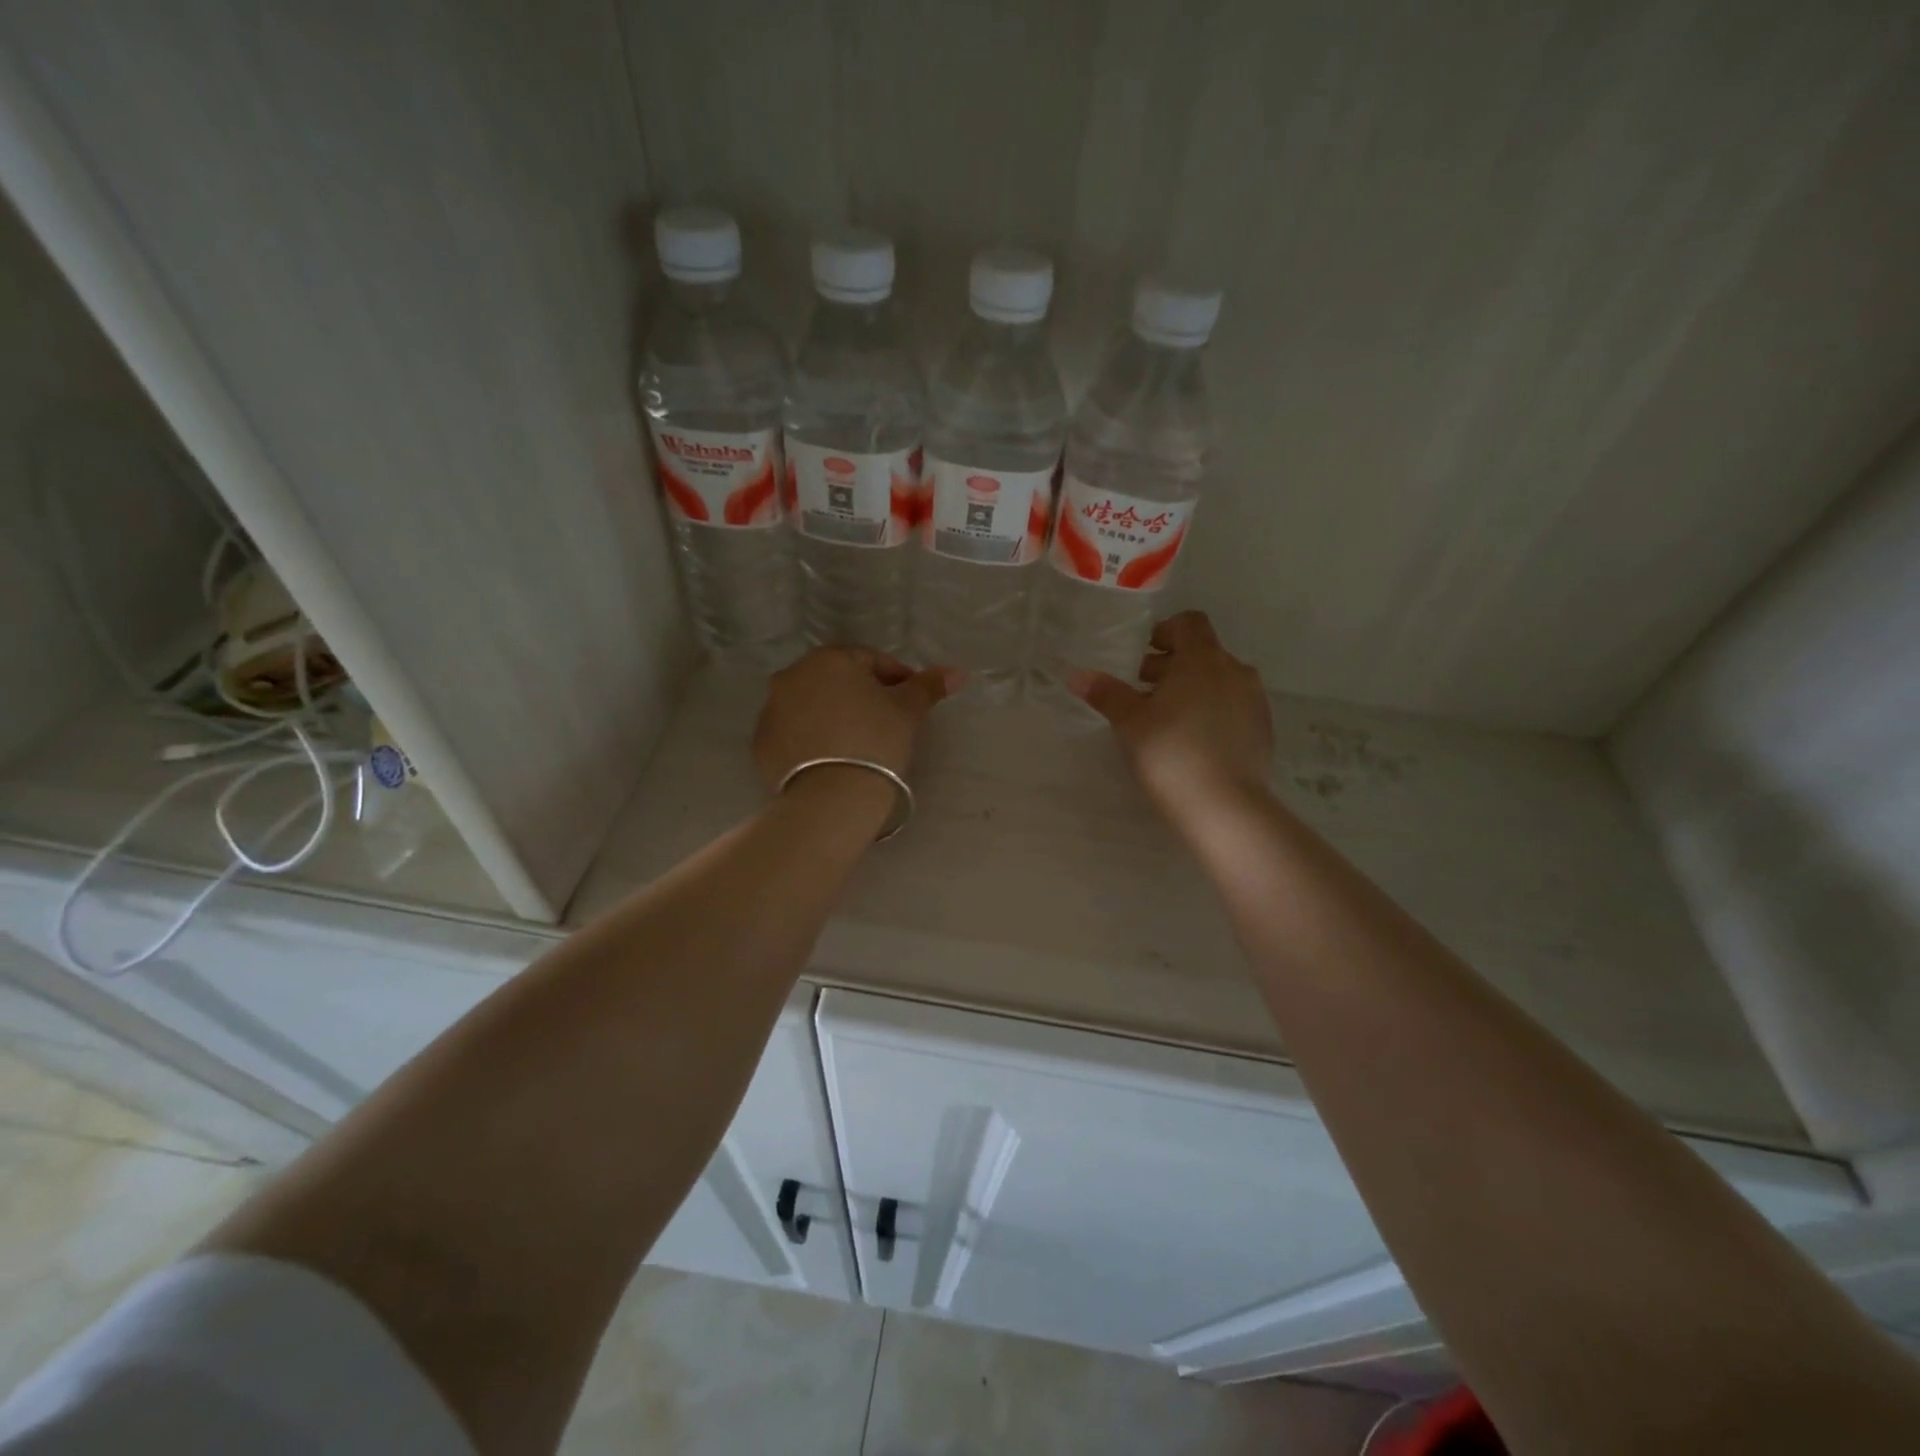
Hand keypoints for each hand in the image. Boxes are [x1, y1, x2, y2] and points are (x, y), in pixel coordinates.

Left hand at [753, 647, 958, 792]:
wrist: (831, 799)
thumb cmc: (876, 743)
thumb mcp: (908, 712)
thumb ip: (929, 686)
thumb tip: (958, 672)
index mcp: (829, 659)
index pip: (870, 660)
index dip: (896, 678)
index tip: (911, 701)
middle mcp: (792, 676)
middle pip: (836, 679)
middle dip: (861, 694)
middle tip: (886, 721)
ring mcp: (771, 710)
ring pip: (812, 705)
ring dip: (833, 715)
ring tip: (857, 743)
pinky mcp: (761, 743)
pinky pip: (793, 732)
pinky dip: (811, 738)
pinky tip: (831, 759)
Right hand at [1070, 611, 1273, 820]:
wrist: (1225, 806)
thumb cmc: (1170, 753)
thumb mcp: (1129, 722)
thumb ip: (1106, 694)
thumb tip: (1078, 676)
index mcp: (1202, 659)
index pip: (1189, 623)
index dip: (1165, 632)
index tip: (1144, 655)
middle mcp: (1234, 671)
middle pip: (1203, 653)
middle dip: (1173, 666)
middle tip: (1143, 692)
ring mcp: (1254, 700)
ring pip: (1219, 681)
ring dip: (1193, 689)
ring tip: (1166, 719)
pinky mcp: (1262, 730)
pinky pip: (1233, 707)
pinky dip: (1212, 712)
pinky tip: (1192, 742)